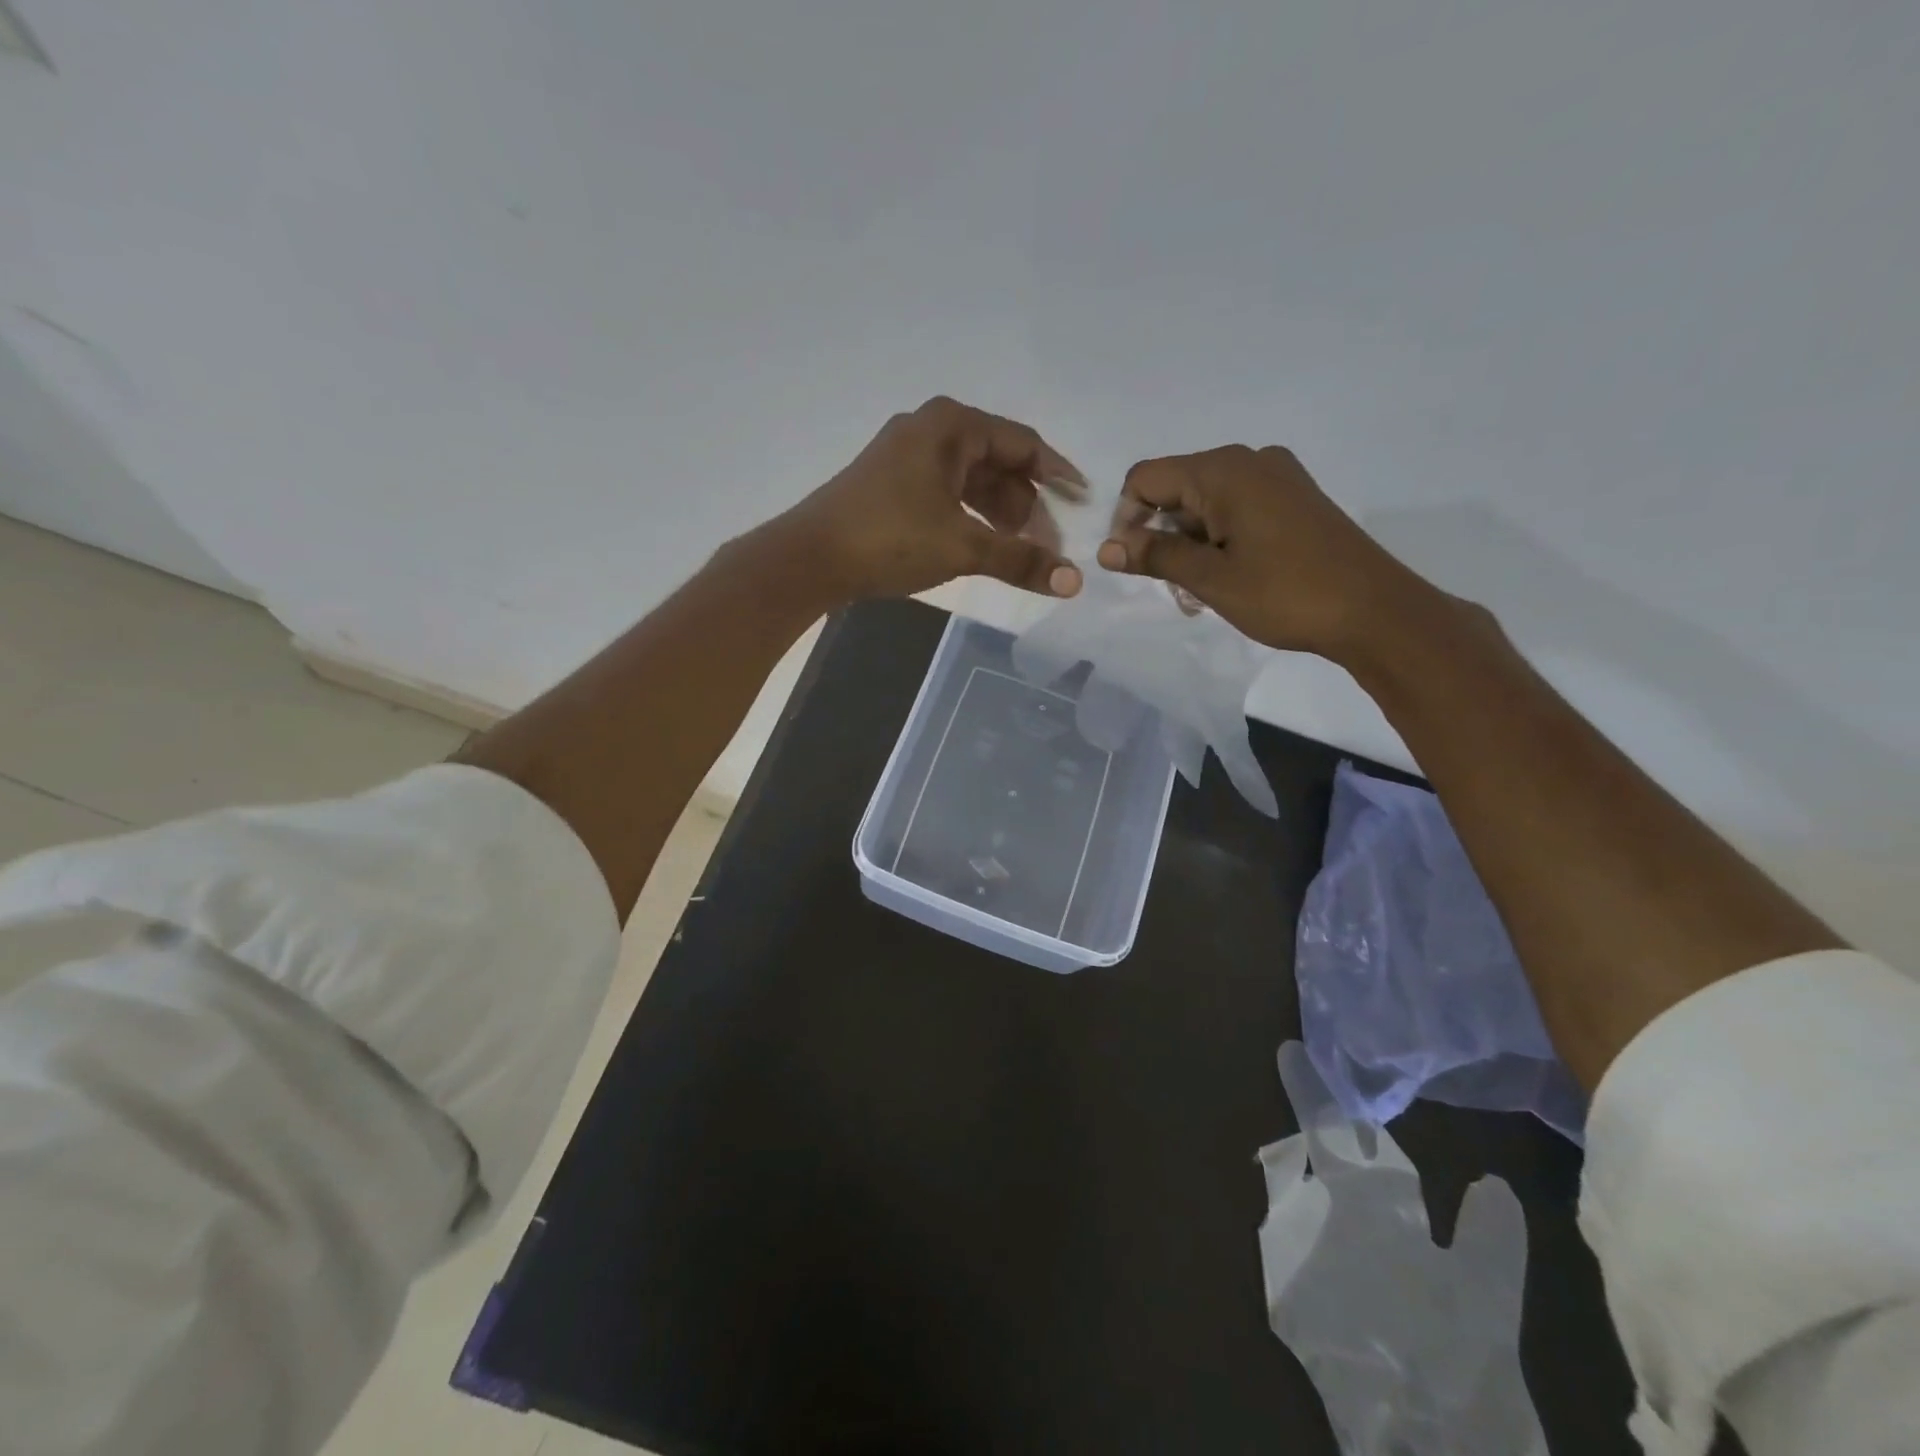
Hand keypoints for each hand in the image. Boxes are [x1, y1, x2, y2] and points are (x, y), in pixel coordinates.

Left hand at [783, 396, 1086, 600]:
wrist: (810, 557)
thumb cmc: (890, 539)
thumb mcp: (962, 547)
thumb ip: (1020, 559)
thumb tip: (1074, 581)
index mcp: (952, 426)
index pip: (1023, 444)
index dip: (1057, 476)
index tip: (1082, 505)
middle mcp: (931, 430)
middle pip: (998, 462)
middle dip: (1026, 504)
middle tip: (1044, 545)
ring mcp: (907, 455)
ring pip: (972, 480)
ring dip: (999, 514)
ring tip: (1015, 551)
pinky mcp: (892, 482)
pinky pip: (948, 492)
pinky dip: (970, 517)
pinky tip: (980, 545)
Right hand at [1095, 445, 1441, 661]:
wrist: (1373, 611)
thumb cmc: (1285, 593)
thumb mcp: (1210, 578)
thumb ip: (1155, 557)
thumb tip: (1107, 549)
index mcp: (1224, 470)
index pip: (1146, 479)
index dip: (1127, 520)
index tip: (1134, 564)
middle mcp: (1249, 461)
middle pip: (1176, 490)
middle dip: (1162, 538)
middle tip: (1174, 589)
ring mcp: (1276, 479)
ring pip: (1205, 505)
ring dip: (1190, 546)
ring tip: (1201, 595)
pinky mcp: (1294, 500)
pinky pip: (1236, 511)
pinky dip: (1219, 542)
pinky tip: (1227, 579)